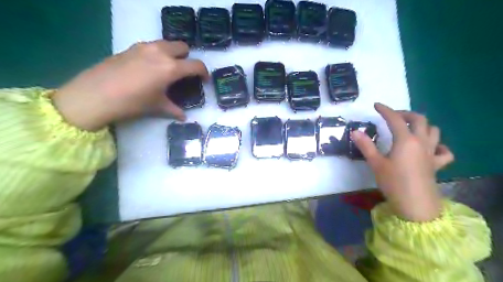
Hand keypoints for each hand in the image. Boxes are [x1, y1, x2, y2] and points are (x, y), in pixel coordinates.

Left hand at [51, 40, 208, 130]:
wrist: (95, 95)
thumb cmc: (132, 102)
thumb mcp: (157, 107)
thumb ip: (174, 109)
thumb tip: (183, 117)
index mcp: (171, 68)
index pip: (196, 65)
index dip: (204, 72)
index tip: (204, 79)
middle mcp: (160, 53)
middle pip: (182, 47)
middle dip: (187, 58)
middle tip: (184, 71)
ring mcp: (144, 47)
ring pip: (166, 43)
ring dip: (172, 53)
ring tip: (167, 68)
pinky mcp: (131, 47)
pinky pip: (152, 46)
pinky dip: (157, 53)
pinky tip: (149, 67)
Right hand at [350, 104, 456, 221]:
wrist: (415, 205)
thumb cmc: (393, 183)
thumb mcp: (376, 163)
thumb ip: (366, 146)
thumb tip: (355, 131)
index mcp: (406, 140)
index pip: (395, 119)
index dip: (385, 110)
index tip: (376, 106)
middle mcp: (421, 142)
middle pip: (419, 119)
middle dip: (405, 113)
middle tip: (393, 116)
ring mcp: (432, 153)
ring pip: (434, 130)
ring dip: (422, 125)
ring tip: (409, 128)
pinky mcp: (437, 164)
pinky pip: (444, 151)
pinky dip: (438, 145)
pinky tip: (430, 148)